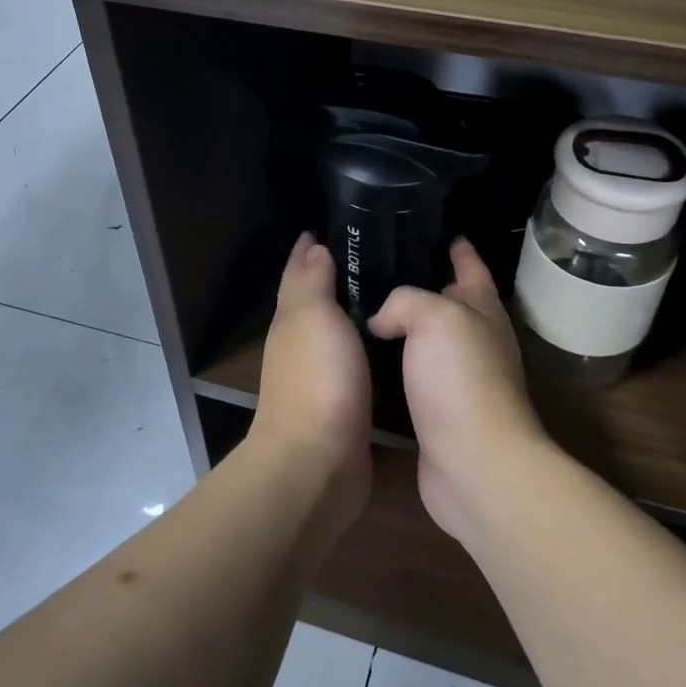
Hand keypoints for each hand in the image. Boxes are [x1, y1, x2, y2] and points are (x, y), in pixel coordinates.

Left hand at [252, 235, 372, 528]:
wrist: (318, 462)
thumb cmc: (317, 380)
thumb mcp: (312, 317)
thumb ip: (312, 282)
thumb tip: (314, 247)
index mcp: (292, 319)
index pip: (299, 272)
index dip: (311, 249)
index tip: (337, 225)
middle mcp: (302, 344)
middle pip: (317, 298)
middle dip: (336, 273)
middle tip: (378, 251)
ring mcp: (322, 375)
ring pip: (338, 330)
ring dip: (355, 309)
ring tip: (393, 288)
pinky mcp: (345, 402)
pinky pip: (356, 360)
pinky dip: (367, 343)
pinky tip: (391, 339)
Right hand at [368, 237, 546, 545]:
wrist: (475, 463)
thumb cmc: (461, 379)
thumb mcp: (435, 317)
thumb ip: (405, 300)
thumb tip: (381, 319)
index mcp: (482, 309)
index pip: (471, 265)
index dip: (457, 245)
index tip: (434, 228)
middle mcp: (474, 339)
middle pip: (447, 301)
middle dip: (421, 282)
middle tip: (376, 265)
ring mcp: (457, 377)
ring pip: (426, 339)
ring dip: (402, 324)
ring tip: (361, 306)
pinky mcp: (437, 410)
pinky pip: (411, 373)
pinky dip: (392, 361)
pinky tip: (363, 356)